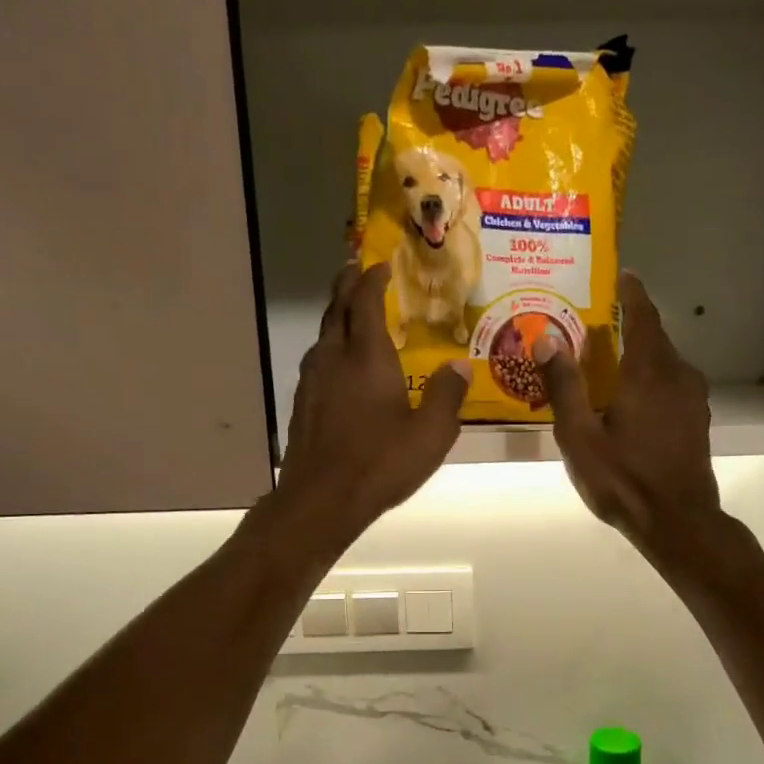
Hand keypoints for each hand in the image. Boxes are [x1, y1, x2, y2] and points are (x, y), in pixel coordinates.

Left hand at [273, 263, 469, 546]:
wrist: (322, 499)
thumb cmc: (380, 463)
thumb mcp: (430, 434)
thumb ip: (446, 396)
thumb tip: (460, 367)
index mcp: (367, 356)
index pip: (366, 301)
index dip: (373, 279)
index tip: (381, 264)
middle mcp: (334, 358)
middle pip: (337, 309)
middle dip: (347, 285)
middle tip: (358, 271)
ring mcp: (312, 381)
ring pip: (324, 335)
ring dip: (337, 317)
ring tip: (351, 315)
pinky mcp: (302, 404)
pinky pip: (317, 362)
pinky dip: (331, 348)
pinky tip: (339, 367)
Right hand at [535, 274, 719, 561]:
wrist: (677, 521)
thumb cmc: (623, 478)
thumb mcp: (580, 436)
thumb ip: (564, 386)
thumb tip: (546, 338)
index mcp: (648, 371)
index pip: (643, 315)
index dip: (632, 292)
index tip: (622, 274)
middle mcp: (677, 375)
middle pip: (654, 338)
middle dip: (629, 325)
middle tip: (597, 324)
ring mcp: (692, 398)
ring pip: (664, 363)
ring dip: (640, 355)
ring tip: (610, 361)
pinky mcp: (696, 420)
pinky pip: (671, 384)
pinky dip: (651, 379)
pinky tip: (631, 397)